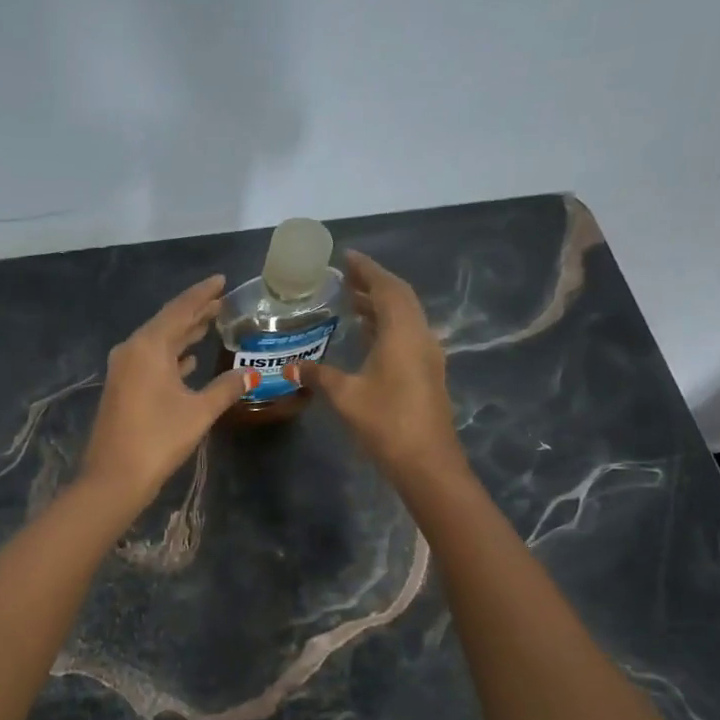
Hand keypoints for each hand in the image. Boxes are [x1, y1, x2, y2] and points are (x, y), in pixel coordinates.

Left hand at [79, 275, 248, 510]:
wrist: (114, 477)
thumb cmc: (158, 439)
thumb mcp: (199, 411)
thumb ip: (227, 387)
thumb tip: (252, 373)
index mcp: (149, 346)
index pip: (180, 309)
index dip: (203, 294)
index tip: (222, 280)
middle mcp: (132, 350)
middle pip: (168, 322)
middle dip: (195, 312)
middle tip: (223, 302)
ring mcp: (124, 370)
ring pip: (159, 342)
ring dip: (183, 334)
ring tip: (210, 324)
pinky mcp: (122, 388)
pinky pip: (151, 360)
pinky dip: (171, 356)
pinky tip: (188, 360)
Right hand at [300, 250, 467, 485]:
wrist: (427, 461)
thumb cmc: (386, 422)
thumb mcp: (346, 396)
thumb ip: (319, 375)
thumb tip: (291, 366)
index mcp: (402, 332)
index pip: (386, 287)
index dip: (367, 269)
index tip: (347, 257)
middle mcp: (420, 335)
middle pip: (400, 297)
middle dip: (373, 283)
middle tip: (345, 276)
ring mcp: (427, 354)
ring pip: (405, 316)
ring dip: (381, 304)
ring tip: (351, 300)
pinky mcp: (427, 371)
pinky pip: (407, 333)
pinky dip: (387, 323)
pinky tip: (368, 334)